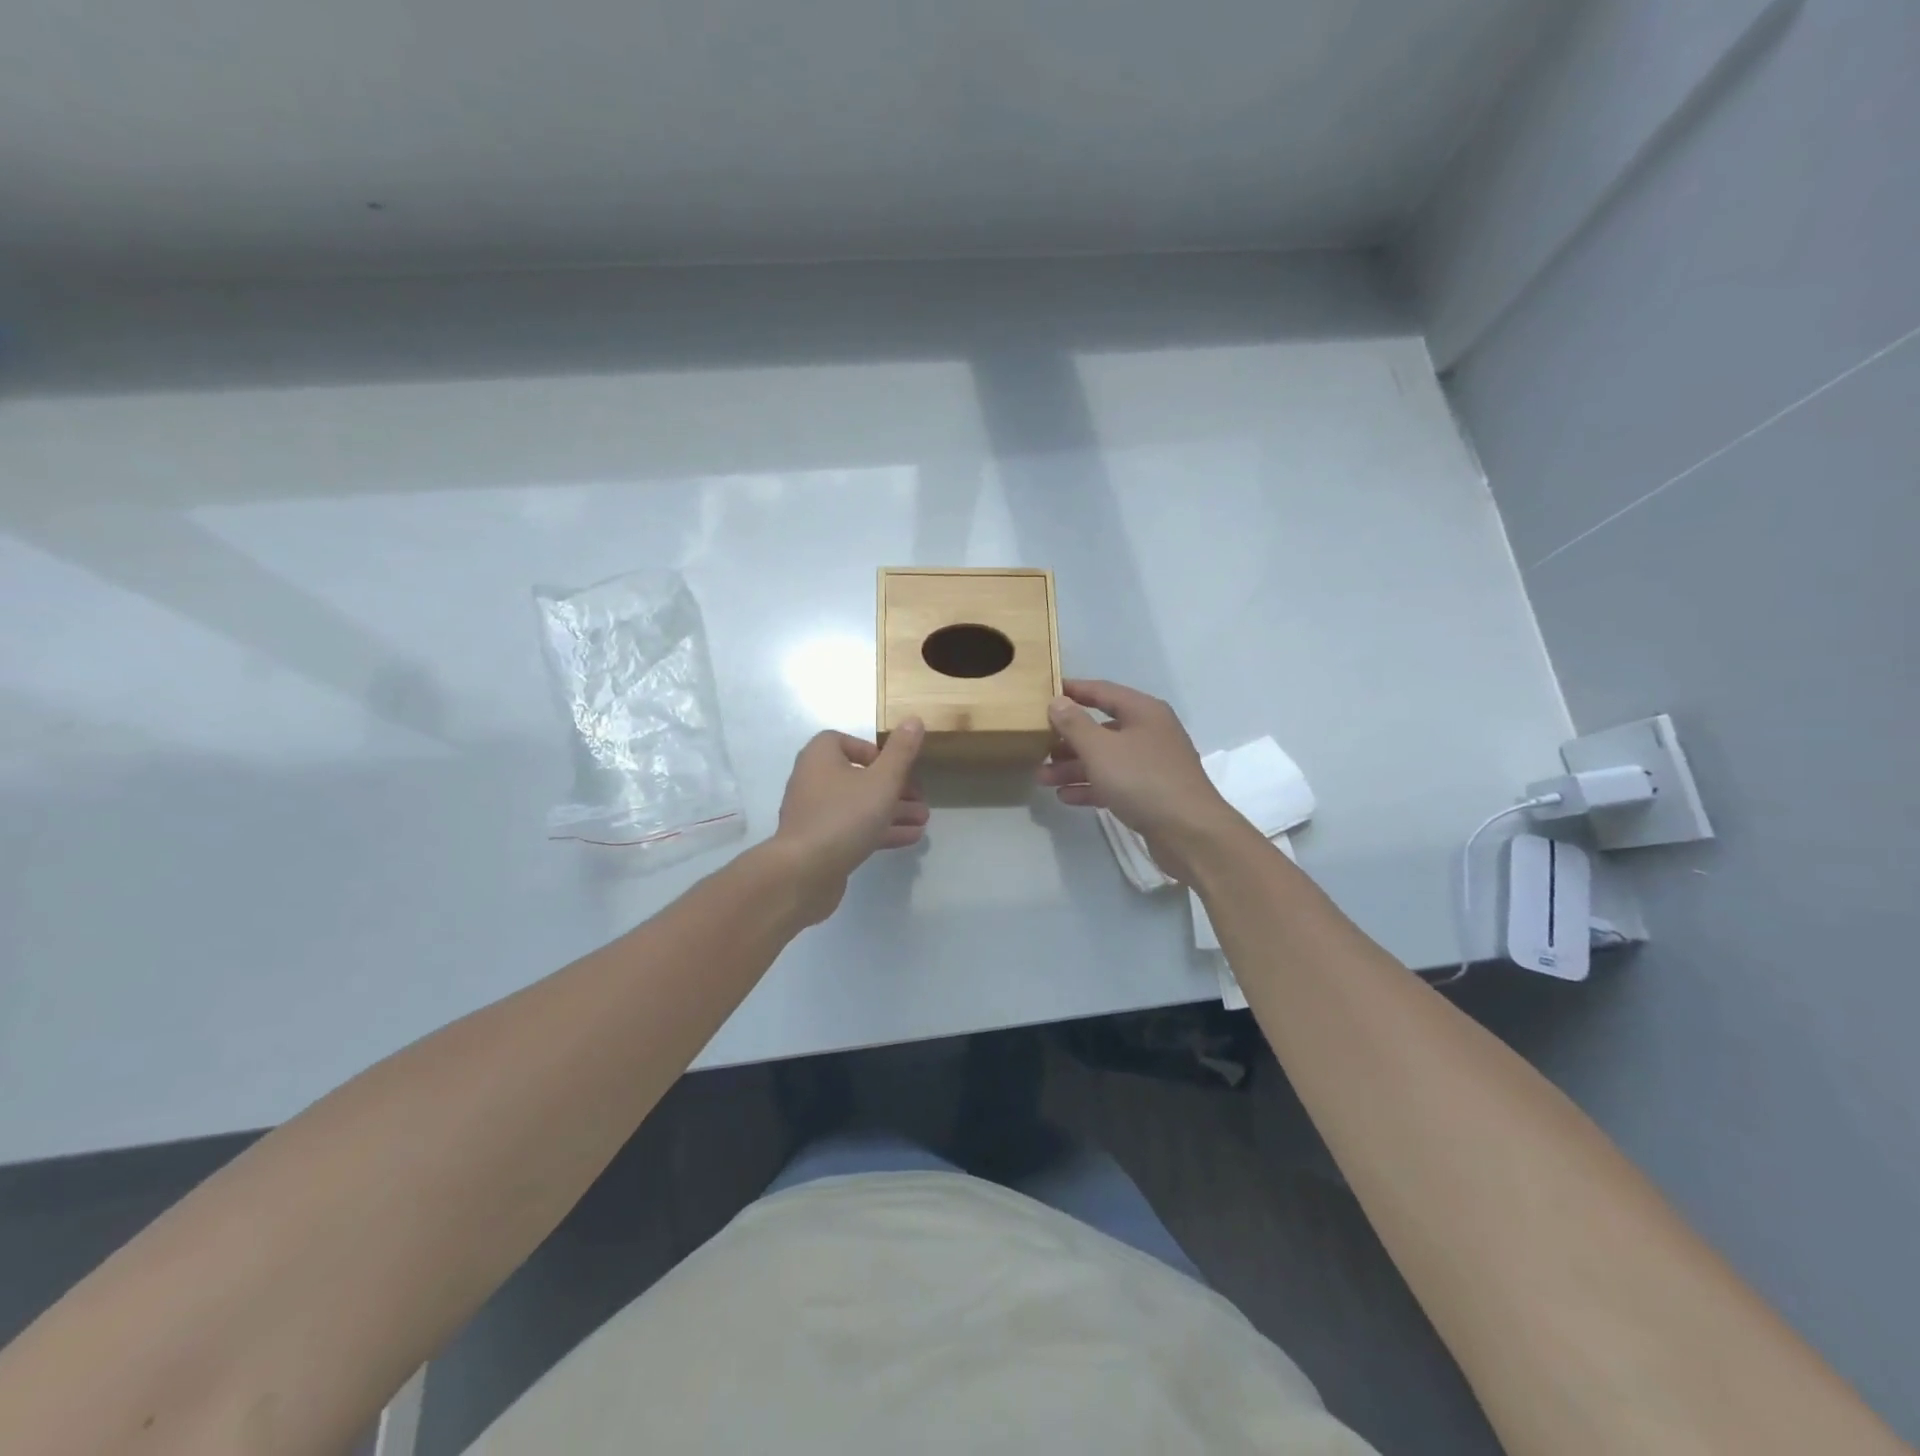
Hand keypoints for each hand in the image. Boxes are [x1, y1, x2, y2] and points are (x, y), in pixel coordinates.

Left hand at [772, 722, 928, 921]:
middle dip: (893, 787)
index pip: (844, 742)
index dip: (874, 752)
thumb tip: (913, 719)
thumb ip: (901, 752)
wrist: (805, 872)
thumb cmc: (845, 816)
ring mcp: (814, 814)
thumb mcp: (882, 780)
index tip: (897, 767)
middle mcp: (812, 780)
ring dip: (892, 811)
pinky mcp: (820, 843)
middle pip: (858, 776)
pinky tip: (910, 838)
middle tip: (920, 798)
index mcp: (820, 757)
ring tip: (923, 820)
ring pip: (859, 805)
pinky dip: (879, 830)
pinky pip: (854, 829)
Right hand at [1038, 680, 1237, 882]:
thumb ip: (1075, 724)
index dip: (1073, 691)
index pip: (1102, 692)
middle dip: (1068, 739)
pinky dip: (1090, 787)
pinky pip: (1114, 783)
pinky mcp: (1151, 793)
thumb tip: (1057, 701)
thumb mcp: (1100, 748)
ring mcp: (1152, 764)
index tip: (1045, 692)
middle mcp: (1150, 733)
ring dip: (1074, 766)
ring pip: (1105, 759)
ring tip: (1043, 777)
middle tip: (1037, 746)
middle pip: (1102, 728)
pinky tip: (1066, 797)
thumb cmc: (1142, 780)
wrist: (1189, 832)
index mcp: (1143, 712)